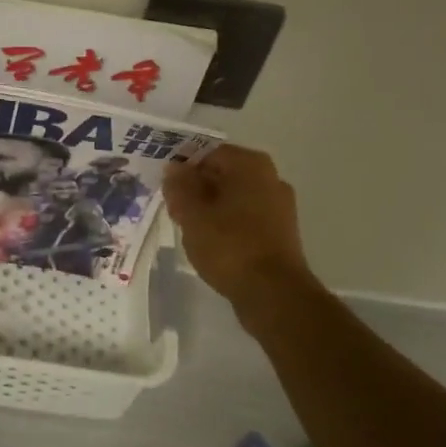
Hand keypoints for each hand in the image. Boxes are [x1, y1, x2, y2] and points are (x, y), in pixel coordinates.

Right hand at [163, 145, 316, 304]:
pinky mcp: (281, 233)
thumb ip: (179, 187)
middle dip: (196, 188)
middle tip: (173, 207)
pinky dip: (227, 225)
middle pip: (223, 174)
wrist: (274, 294)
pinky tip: (210, 243)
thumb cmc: (230, 246)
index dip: (183, 167)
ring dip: (210, 207)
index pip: (208, 152)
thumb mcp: (192, 214)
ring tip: (188, 227)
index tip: (165, 186)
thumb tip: (174, 169)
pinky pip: (246, 218)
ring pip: (234, 197)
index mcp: (250, 165)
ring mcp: (279, 206)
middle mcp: (270, 178)